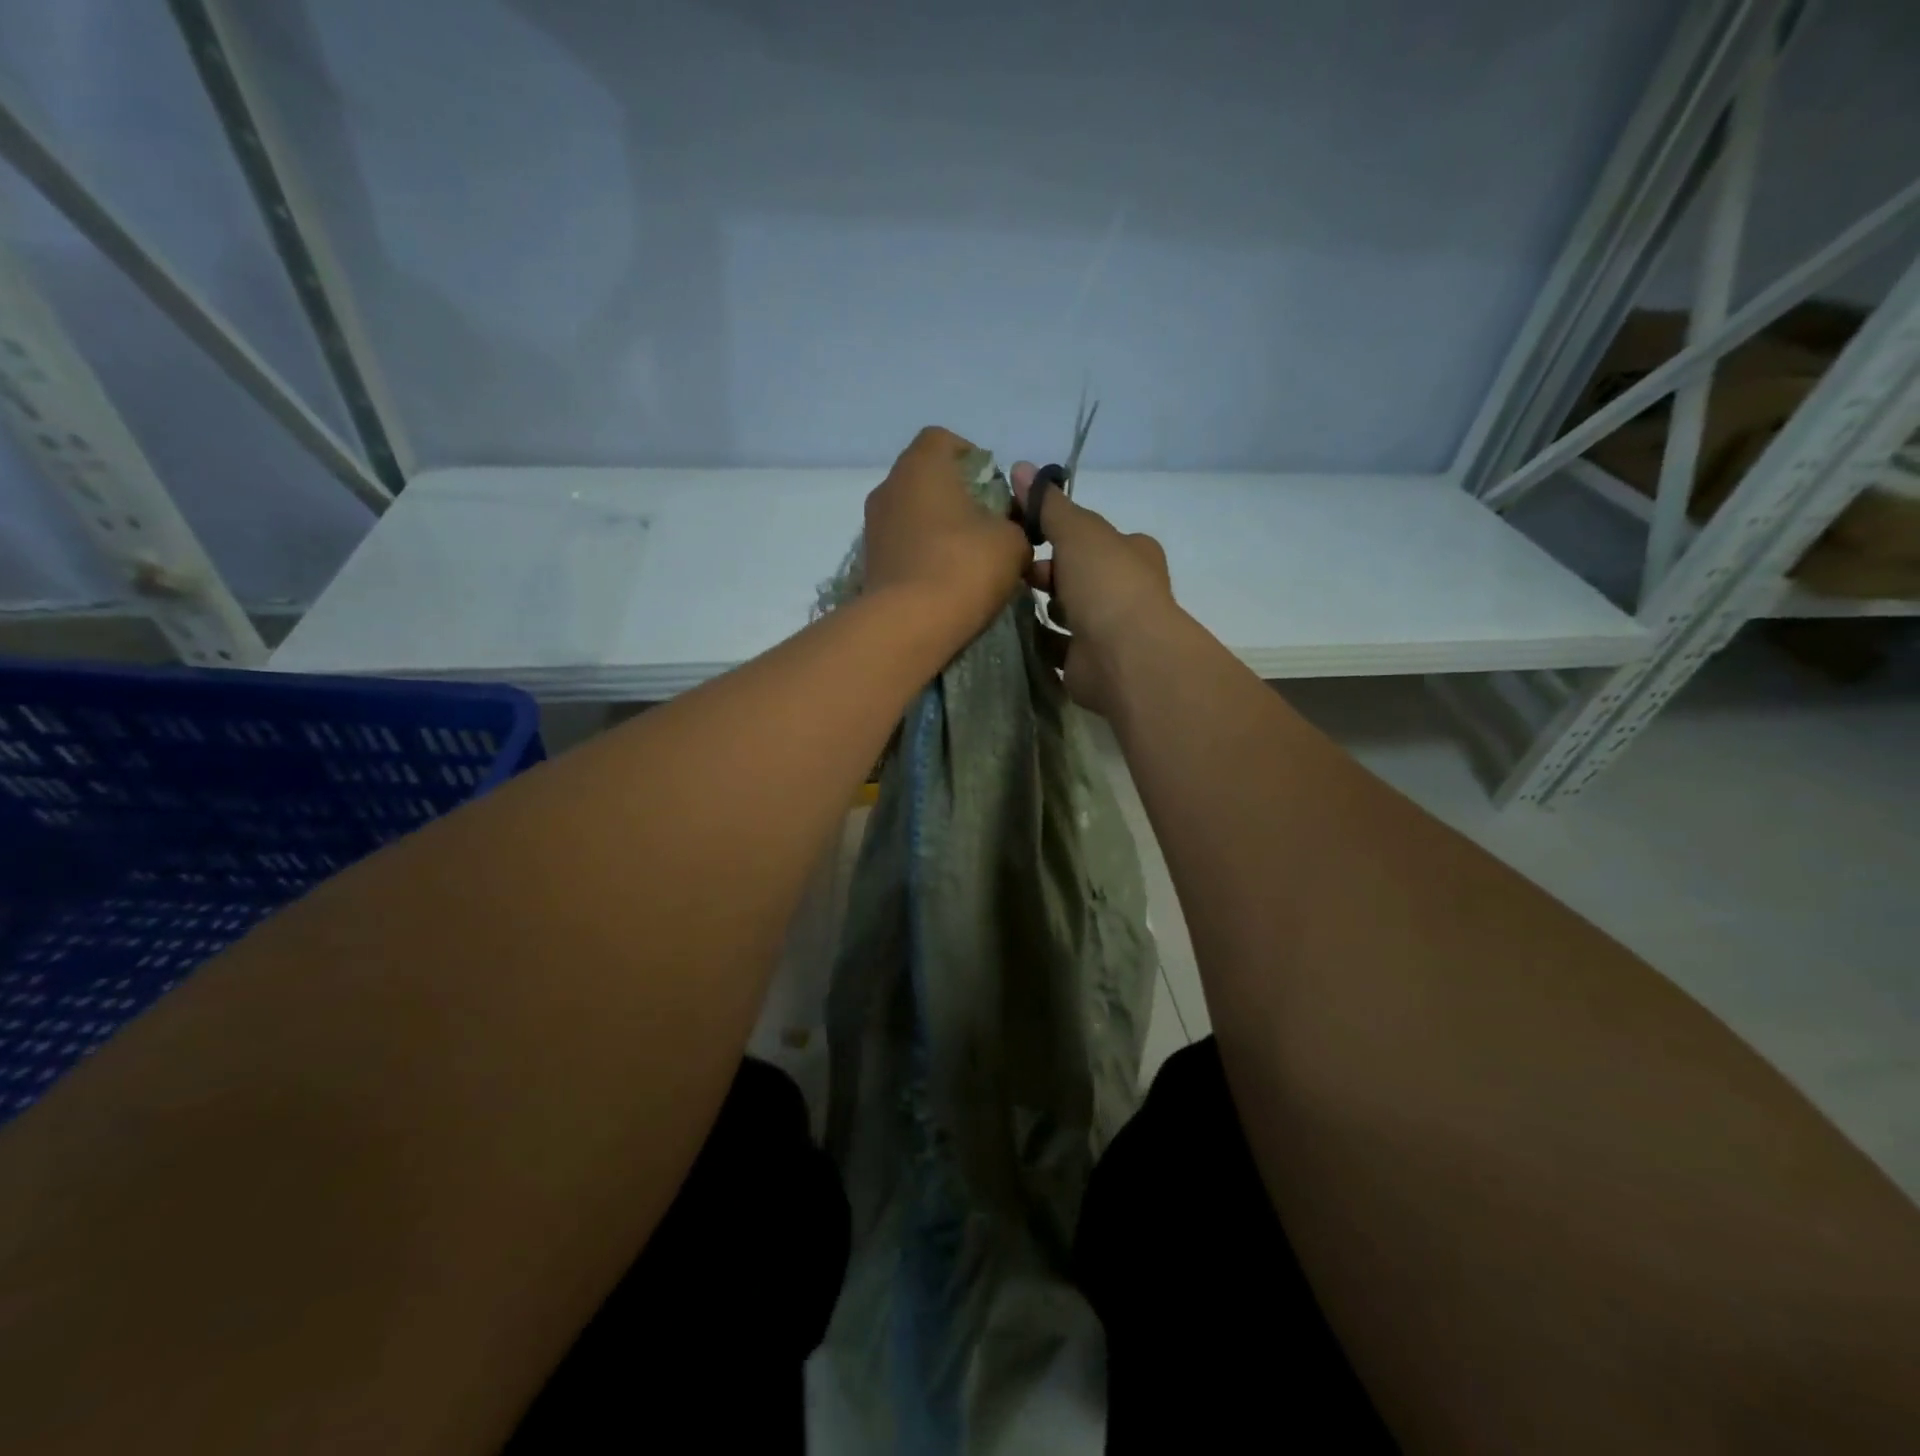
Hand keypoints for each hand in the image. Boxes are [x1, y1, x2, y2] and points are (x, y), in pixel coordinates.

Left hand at [863, 426, 1031, 637]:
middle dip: (957, 497)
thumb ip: (1015, 524)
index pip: (944, 440)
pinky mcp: (870, 561)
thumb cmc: (964, 567)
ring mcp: (873, 526)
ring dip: (938, 528)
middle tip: (986, 526)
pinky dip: (922, 554)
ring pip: (913, 514)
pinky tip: (944, 581)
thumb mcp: (1013, 542)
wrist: (909, 625)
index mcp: (921, 465)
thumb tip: (1006, 530)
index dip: (973, 458)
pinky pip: (902, 545)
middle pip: (927, 479)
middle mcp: (889, 486)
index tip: (994, 490)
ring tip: (966, 559)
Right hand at [1009, 461, 1174, 715]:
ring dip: (1040, 608)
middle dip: (1045, 572)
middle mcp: (1124, 591)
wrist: (1125, 656)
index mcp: (1132, 554)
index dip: (1060, 533)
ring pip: (1067, 613)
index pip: (1092, 537)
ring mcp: (1108, 632)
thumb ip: (1048, 504)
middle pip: (1077, 575)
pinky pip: (1056, 647)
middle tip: (1014, 572)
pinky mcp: (1088, 665)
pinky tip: (1011, 633)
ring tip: (1004, 601)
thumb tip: (1019, 466)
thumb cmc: (1107, 583)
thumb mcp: (1077, 531)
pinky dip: (1036, 640)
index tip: (1025, 532)